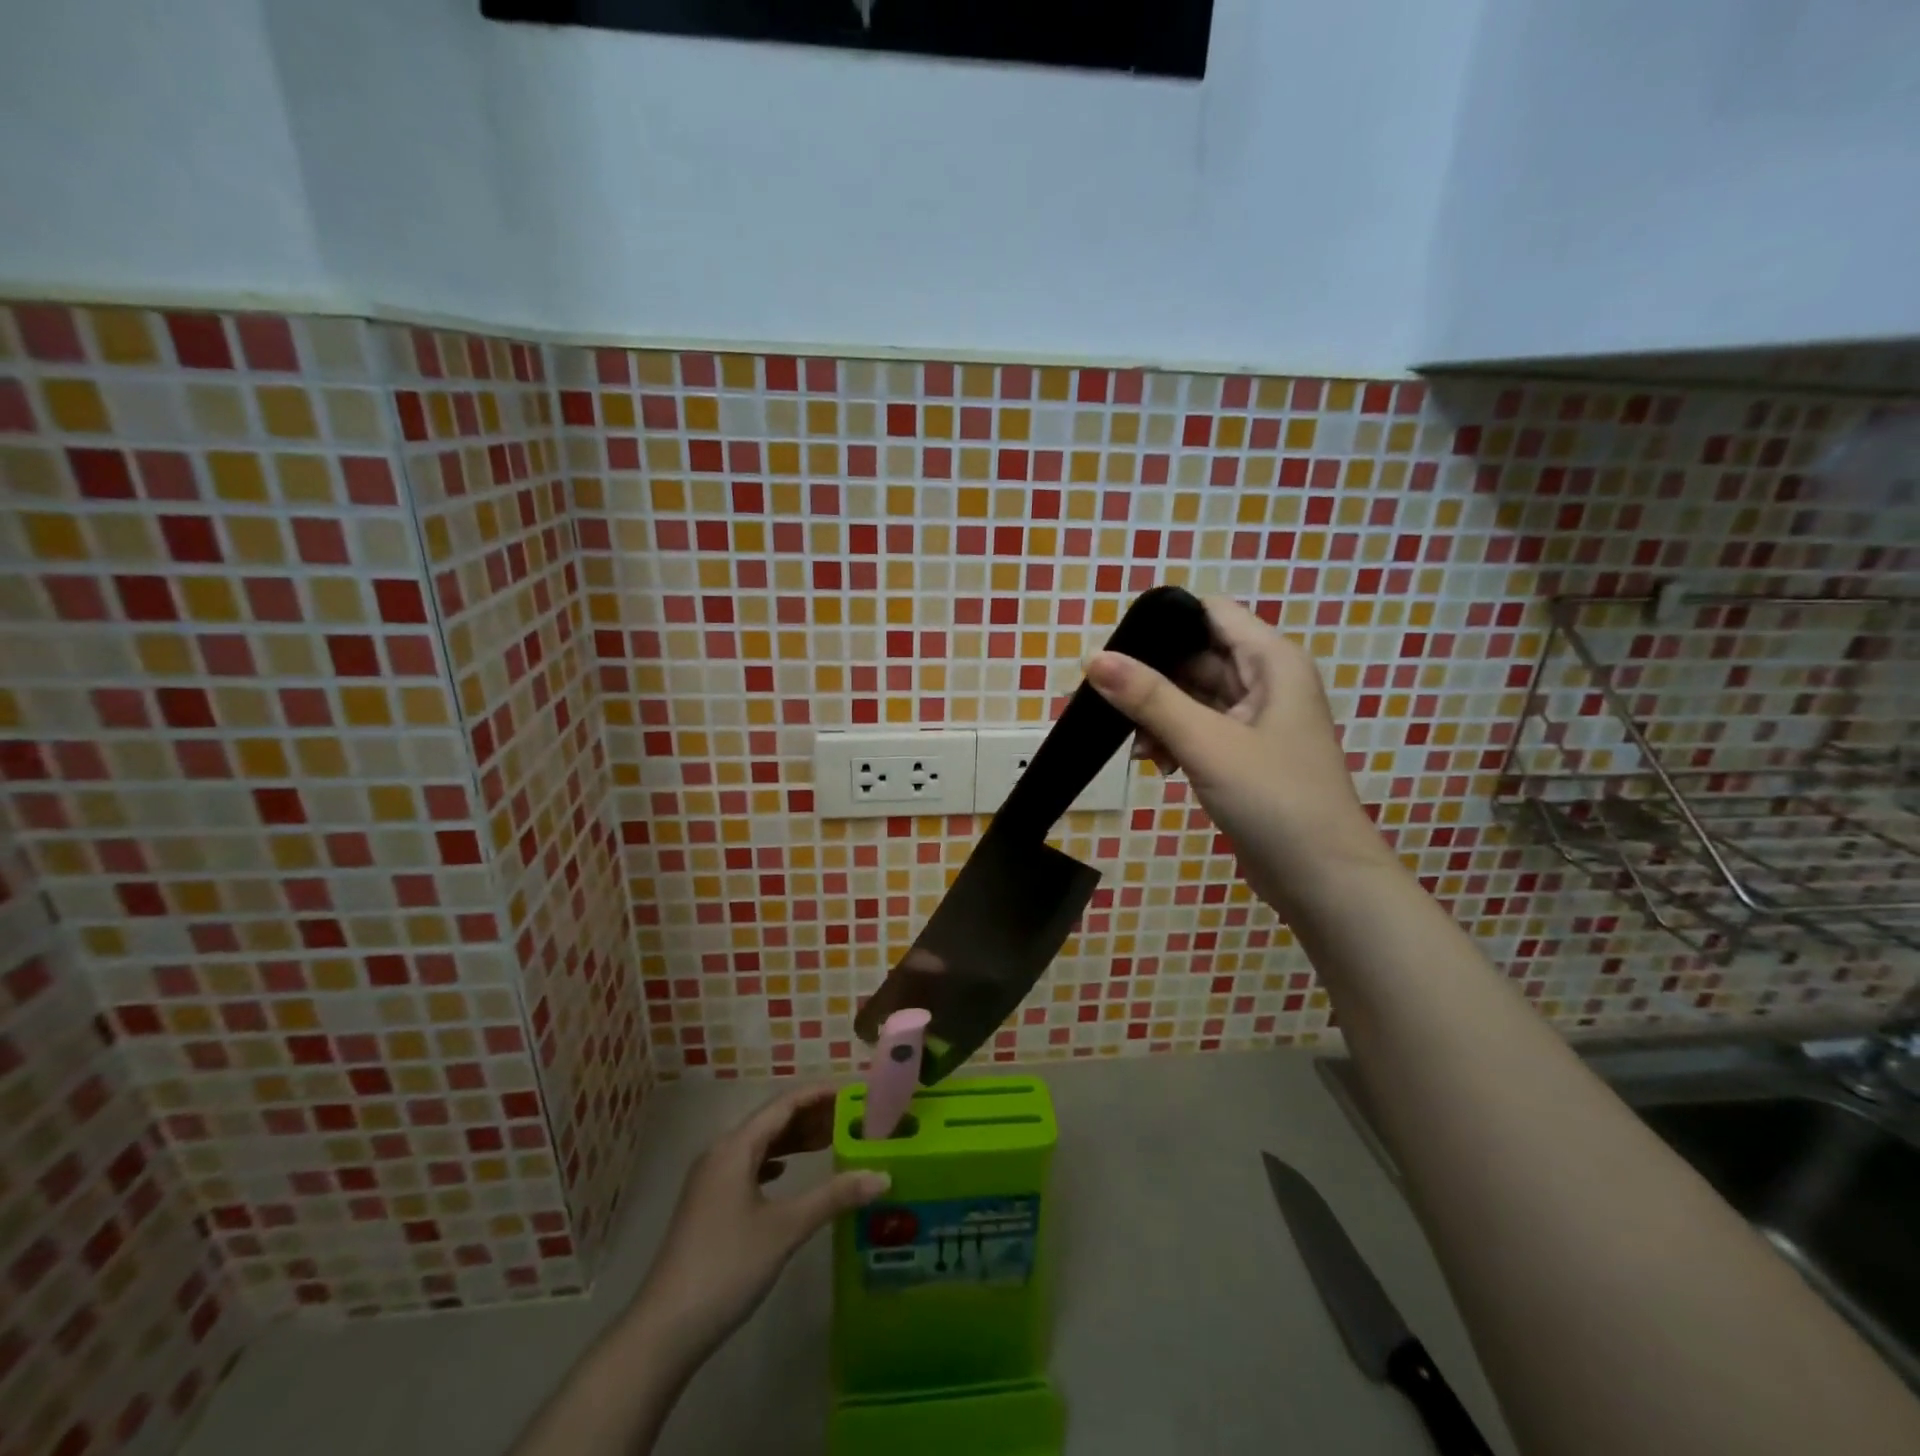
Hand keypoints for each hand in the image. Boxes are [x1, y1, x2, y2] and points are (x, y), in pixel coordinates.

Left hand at [626, 1084, 888, 1369]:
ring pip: (759, 1144)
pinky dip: (775, 1161)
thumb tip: (882, 1175)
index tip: (853, 1091)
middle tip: (851, 1117)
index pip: (784, 1104)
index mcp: (735, 1147)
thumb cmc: (727, 1267)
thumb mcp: (785, 1229)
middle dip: (810, 1116)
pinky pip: (748, 1166)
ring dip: (793, 1139)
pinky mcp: (708, 1204)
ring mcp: (710, 1179)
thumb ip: (833, 1197)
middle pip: (771, 1120)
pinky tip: (787, 1172)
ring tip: (830, 1139)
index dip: (819, 1094)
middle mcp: (720, 1153)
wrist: (664, 1330)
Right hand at [1086, 595, 1390, 916]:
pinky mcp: (1244, 753)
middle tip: (1105, 702)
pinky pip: (1198, 729)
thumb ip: (1149, 698)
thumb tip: (1093, 659)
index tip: (1116, 648)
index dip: (1163, 622)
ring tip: (1133, 745)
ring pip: (1193, 696)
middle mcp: (1266, 681)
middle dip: (1150, 677)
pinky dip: (1173, 740)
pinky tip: (1154, 764)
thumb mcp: (1207, 743)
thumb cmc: (1273, 799)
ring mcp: (1255, 720)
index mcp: (1271, 662)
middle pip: (1196, 656)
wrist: (1322, 879)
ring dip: (1158, 715)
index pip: (1210, 613)